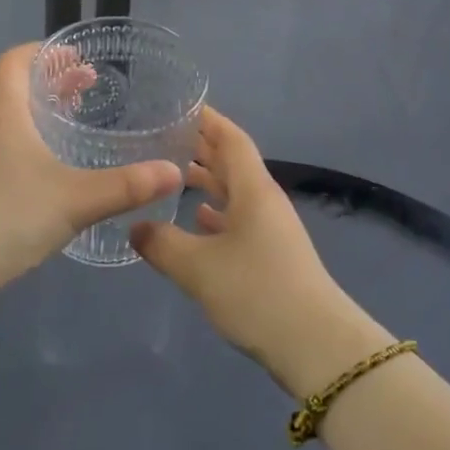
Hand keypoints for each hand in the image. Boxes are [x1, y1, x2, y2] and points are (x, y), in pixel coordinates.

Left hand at [0, 44, 181, 309]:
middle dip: (51, 82)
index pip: (14, 61)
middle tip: (87, 87)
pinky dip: (27, 141)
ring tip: (73, 124)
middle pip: (13, 88)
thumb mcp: (77, 200)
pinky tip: (50, 170)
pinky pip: (1, 147)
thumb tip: (173, 173)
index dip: (43, 52)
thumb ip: (127, 186)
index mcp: (2, 115)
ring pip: (6, 120)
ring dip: (39, 113)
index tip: (76, 58)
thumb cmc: (8, 217)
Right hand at [132, 107, 391, 396]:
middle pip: (233, 163)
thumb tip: (135, 226)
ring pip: (235, 192)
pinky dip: (216, 214)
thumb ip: (162, 244)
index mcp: (254, 189)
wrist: (313, 343)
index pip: (231, 139)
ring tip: (172, 173)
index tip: (181, 106)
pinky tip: (197, 220)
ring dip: (208, 181)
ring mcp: (271, 229)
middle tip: (164, 137)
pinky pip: (239, 219)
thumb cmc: (256, 292)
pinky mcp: (271, 255)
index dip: (208, 120)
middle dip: (202, 148)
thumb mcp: (199, 268)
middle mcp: (264, 201)